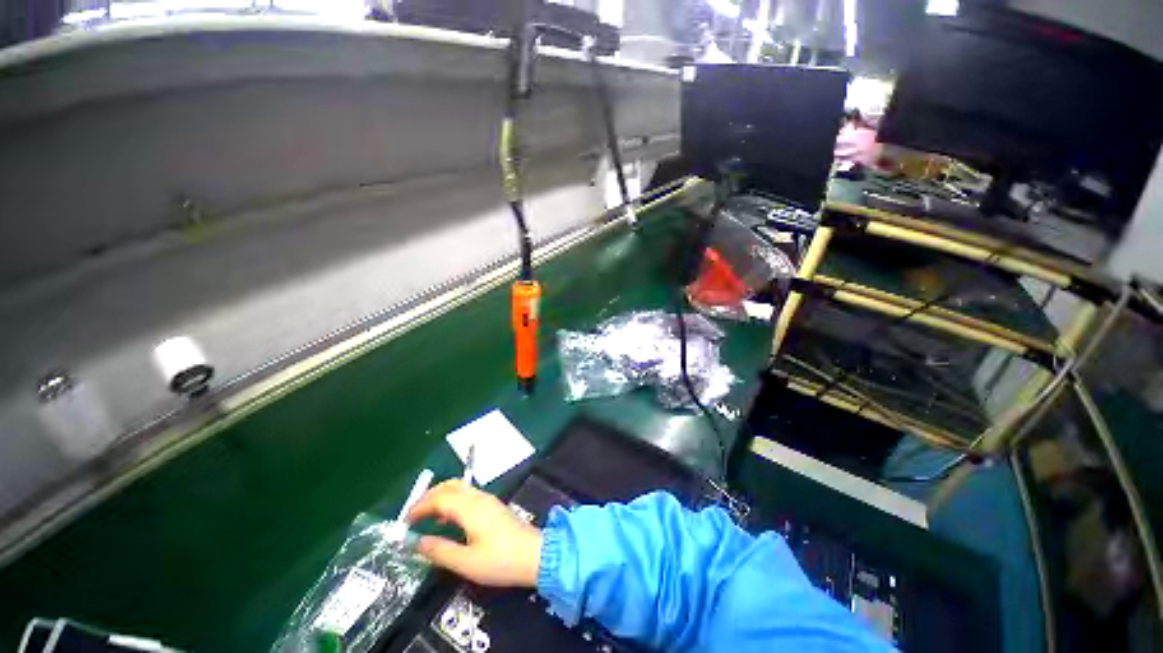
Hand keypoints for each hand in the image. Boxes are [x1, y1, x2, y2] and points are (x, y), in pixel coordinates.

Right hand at [406, 479, 542, 587]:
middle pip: (450, 486)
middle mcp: (478, 498)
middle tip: (413, 514)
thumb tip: (417, 542)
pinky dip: (453, 502)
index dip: (420, 507)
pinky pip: (468, 497)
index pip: (439, 498)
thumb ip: (439, 551)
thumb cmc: (500, 560)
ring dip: (441, 498)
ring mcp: (488, 500)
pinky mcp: (493, 507)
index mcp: (470, 508)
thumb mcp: (466, 562)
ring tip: (426, 518)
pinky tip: (448, 521)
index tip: (404, 522)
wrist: (535, 555)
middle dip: (429, 496)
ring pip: (460, 489)